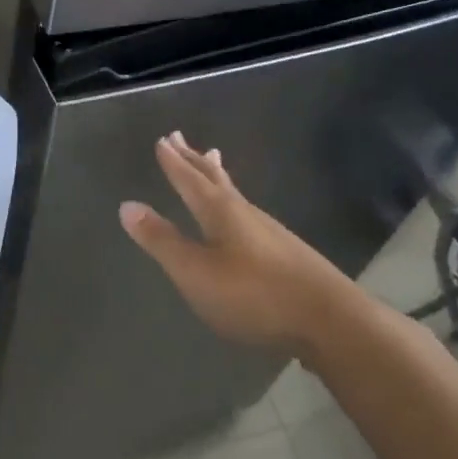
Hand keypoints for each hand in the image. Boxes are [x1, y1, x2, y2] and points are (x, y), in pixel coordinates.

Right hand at [119, 131, 367, 361]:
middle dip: (194, 159)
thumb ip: (161, 241)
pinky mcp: (286, 252)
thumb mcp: (196, 272)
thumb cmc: (254, 295)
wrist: (330, 321)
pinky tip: (242, 217)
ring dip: (216, 175)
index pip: (189, 179)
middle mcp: (244, 212)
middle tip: (181, 137)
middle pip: (214, 178)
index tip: (163, 139)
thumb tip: (127, 205)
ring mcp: (269, 231)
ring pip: (235, 193)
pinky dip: (235, 200)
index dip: (173, 162)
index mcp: (219, 211)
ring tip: (213, 162)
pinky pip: (249, 212)